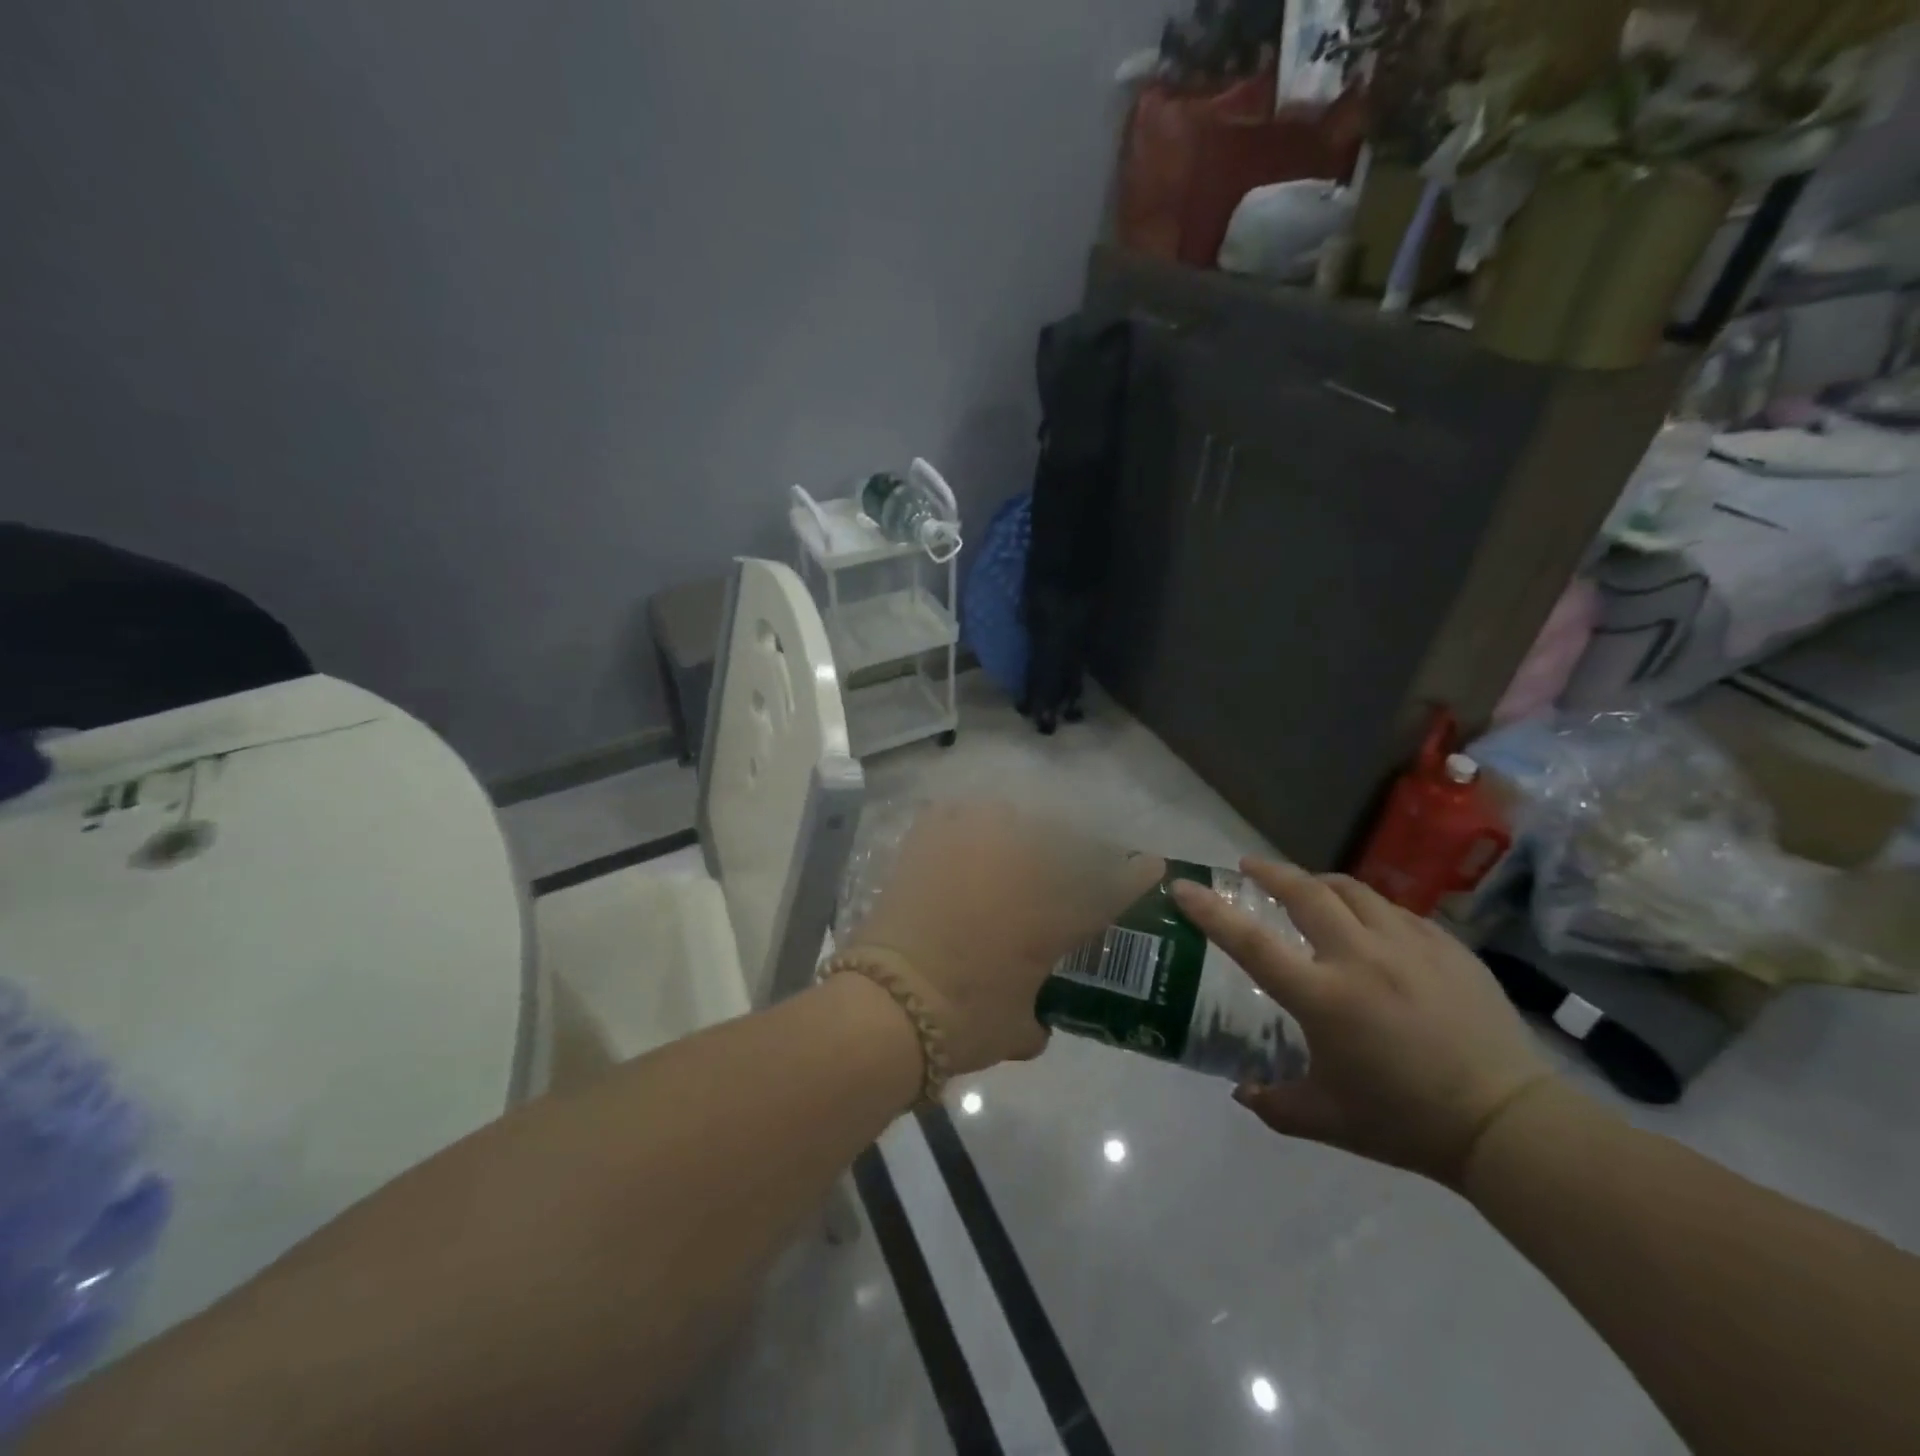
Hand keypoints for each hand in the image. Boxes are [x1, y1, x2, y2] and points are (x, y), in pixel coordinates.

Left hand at [846, 802, 1163, 1074]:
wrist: (890, 1003)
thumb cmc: (963, 1022)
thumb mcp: (1013, 1032)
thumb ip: (1033, 1021)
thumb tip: (1035, 1023)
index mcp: (1054, 916)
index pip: (1111, 888)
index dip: (1135, 875)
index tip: (1151, 863)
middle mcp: (1022, 870)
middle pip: (1063, 840)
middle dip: (1074, 850)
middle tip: (1064, 863)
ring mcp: (974, 849)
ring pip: (1010, 817)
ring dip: (1016, 830)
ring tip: (1008, 848)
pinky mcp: (929, 843)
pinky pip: (955, 814)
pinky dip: (963, 822)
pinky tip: (961, 835)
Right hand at [1172, 861, 1551, 1186]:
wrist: (1509, 1125)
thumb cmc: (1407, 1122)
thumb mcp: (1327, 1120)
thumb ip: (1274, 1104)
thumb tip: (1241, 1090)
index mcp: (1323, 997)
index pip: (1250, 942)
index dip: (1210, 910)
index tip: (1184, 886)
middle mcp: (1360, 957)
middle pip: (1304, 891)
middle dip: (1270, 872)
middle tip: (1250, 868)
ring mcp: (1408, 946)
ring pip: (1353, 890)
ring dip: (1320, 884)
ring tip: (1310, 890)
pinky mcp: (1447, 947)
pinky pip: (1396, 912)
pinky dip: (1370, 910)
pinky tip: (1371, 928)